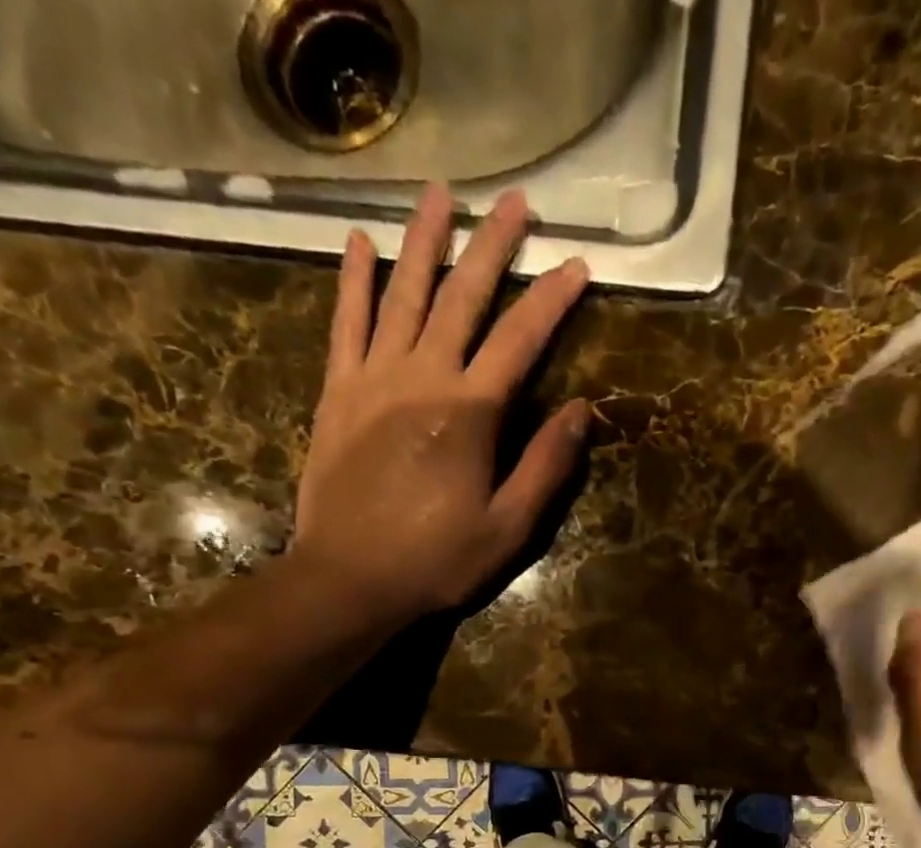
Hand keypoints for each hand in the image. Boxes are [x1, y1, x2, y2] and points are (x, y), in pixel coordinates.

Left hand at [289, 184, 591, 623]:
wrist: (351, 579)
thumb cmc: (438, 560)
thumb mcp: (510, 526)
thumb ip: (546, 465)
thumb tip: (582, 410)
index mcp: (471, 411)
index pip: (522, 339)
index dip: (553, 299)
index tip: (578, 265)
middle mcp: (423, 377)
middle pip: (463, 296)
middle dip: (493, 246)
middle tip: (516, 202)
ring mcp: (374, 378)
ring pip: (402, 293)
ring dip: (423, 241)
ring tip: (441, 194)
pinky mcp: (338, 391)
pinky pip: (345, 323)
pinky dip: (353, 281)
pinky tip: (360, 243)